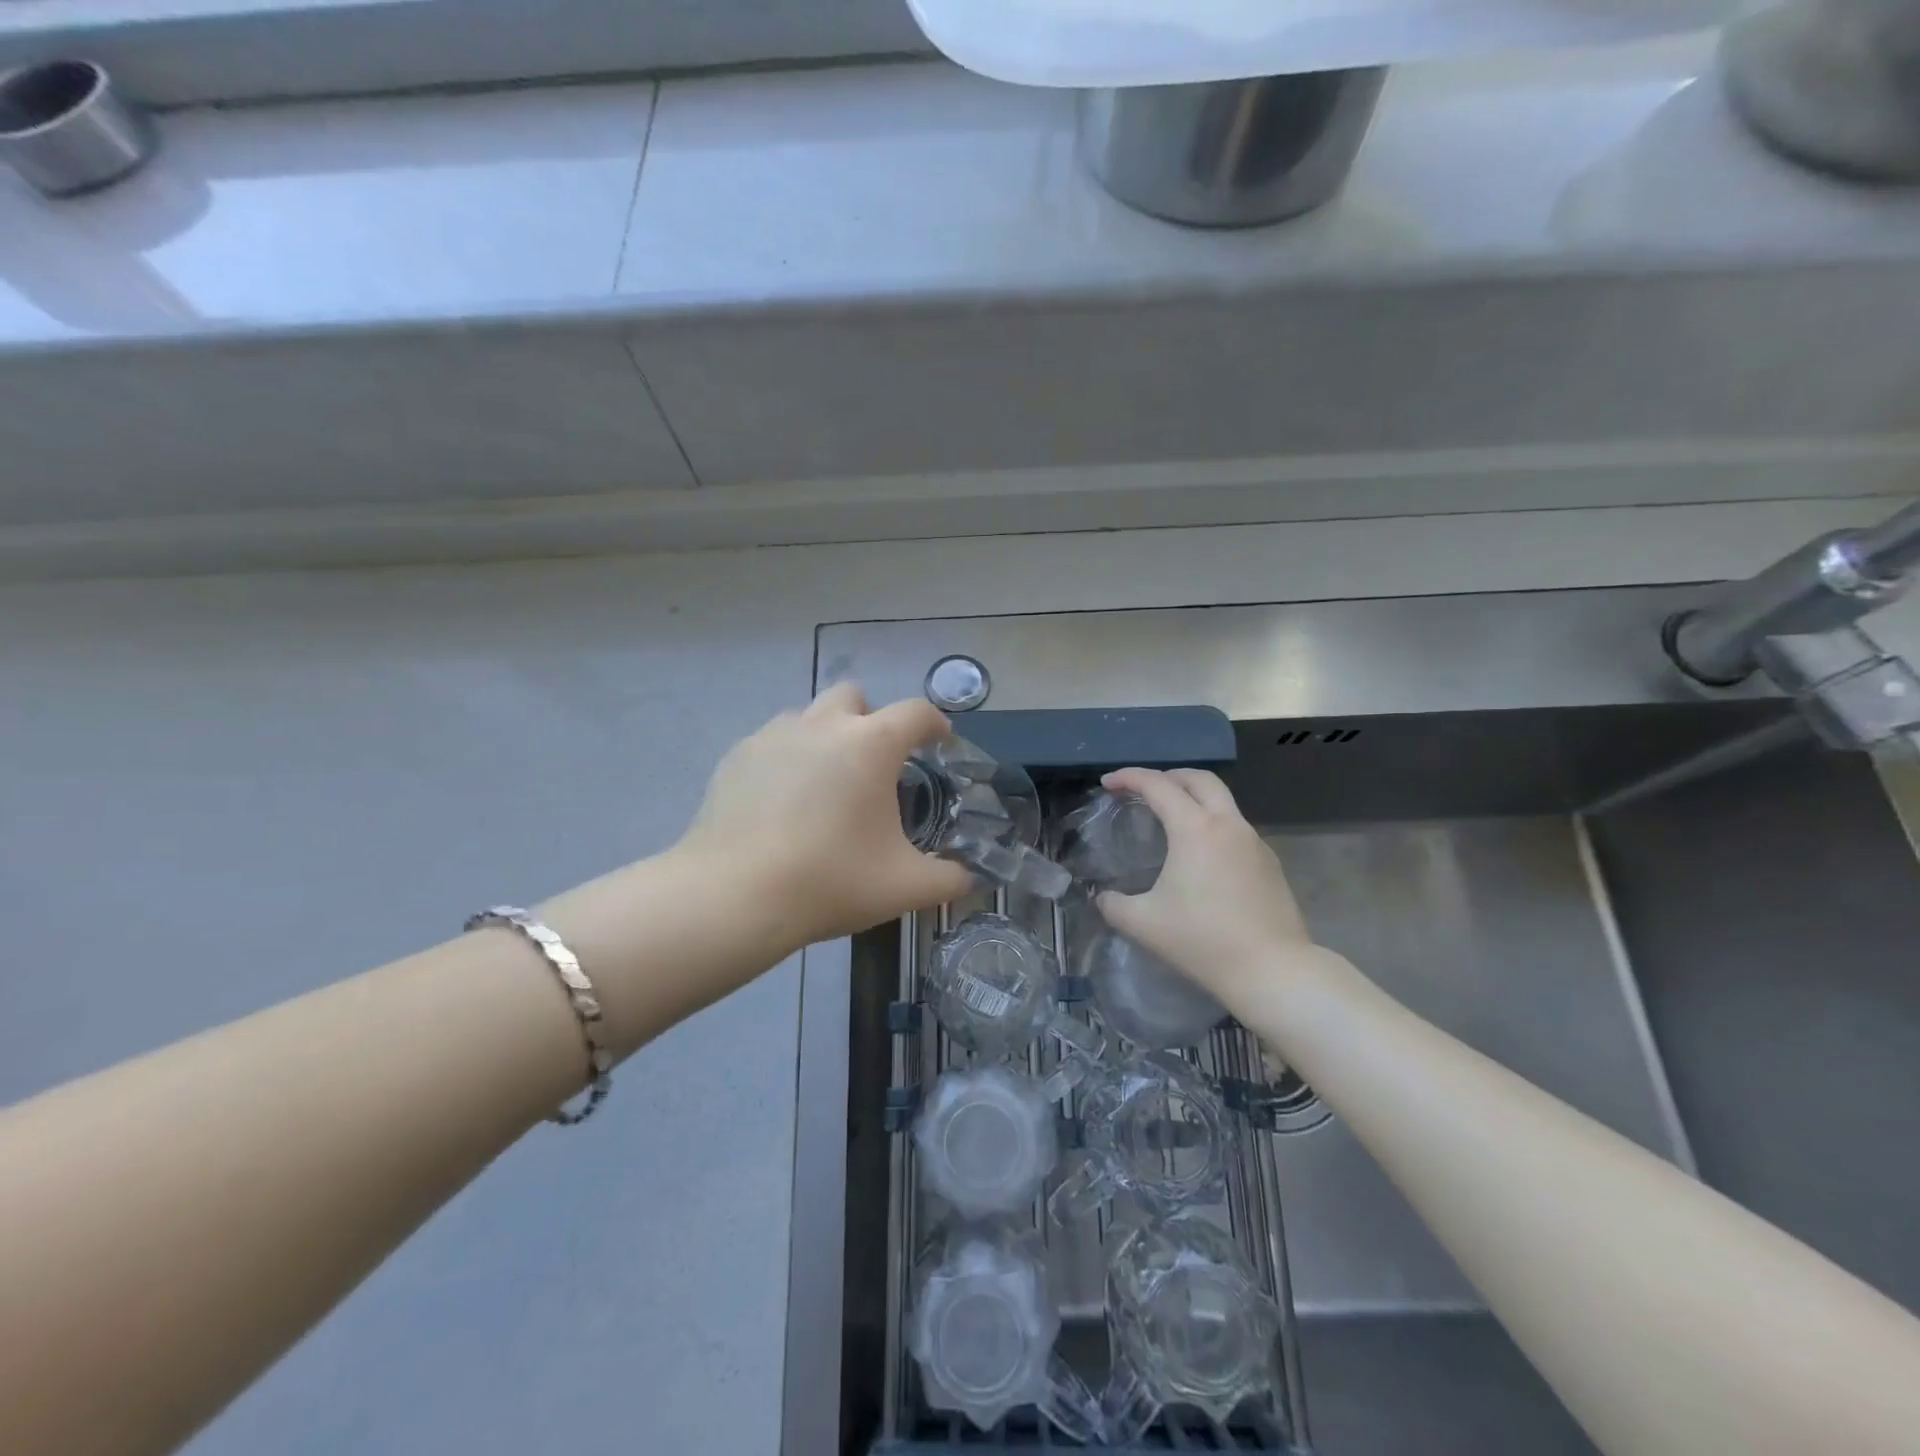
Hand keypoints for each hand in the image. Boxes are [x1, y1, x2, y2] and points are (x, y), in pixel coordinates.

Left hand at [675, 683, 975, 953]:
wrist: (734, 896)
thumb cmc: (830, 881)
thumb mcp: (904, 887)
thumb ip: (950, 879)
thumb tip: (973, 879)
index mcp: (871, 744)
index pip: (916, 713)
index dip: (935, 724)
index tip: (941, 742)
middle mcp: (823, 725)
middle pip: (855, 697)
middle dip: (871, 719)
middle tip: (875, 765)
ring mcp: (774, 735)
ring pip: (809, 716)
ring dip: (826, 736)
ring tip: (826, 785)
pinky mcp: (737, 756)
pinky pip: (774, 742)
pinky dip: (788, 759)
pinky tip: (783, 802)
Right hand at [1096, 767, 1325, 1004]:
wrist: (1272, 971)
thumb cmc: (1202, 940)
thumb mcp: (1143, 924)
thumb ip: (1113, 905)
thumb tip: (1103, 898)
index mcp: (1195, 829)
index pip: (1158, 786)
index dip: (1129, 777)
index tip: (1108, 783)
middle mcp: (1228, 825)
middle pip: (1200, 779)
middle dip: (1169, 776)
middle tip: (1144, 789)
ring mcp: (1254, 842)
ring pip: (1223, 802)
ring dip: (1195, 799)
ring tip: (1171, 820)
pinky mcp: (1270, 863)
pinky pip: (1236, 829)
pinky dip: (1213, 825)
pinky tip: (1202, 856)